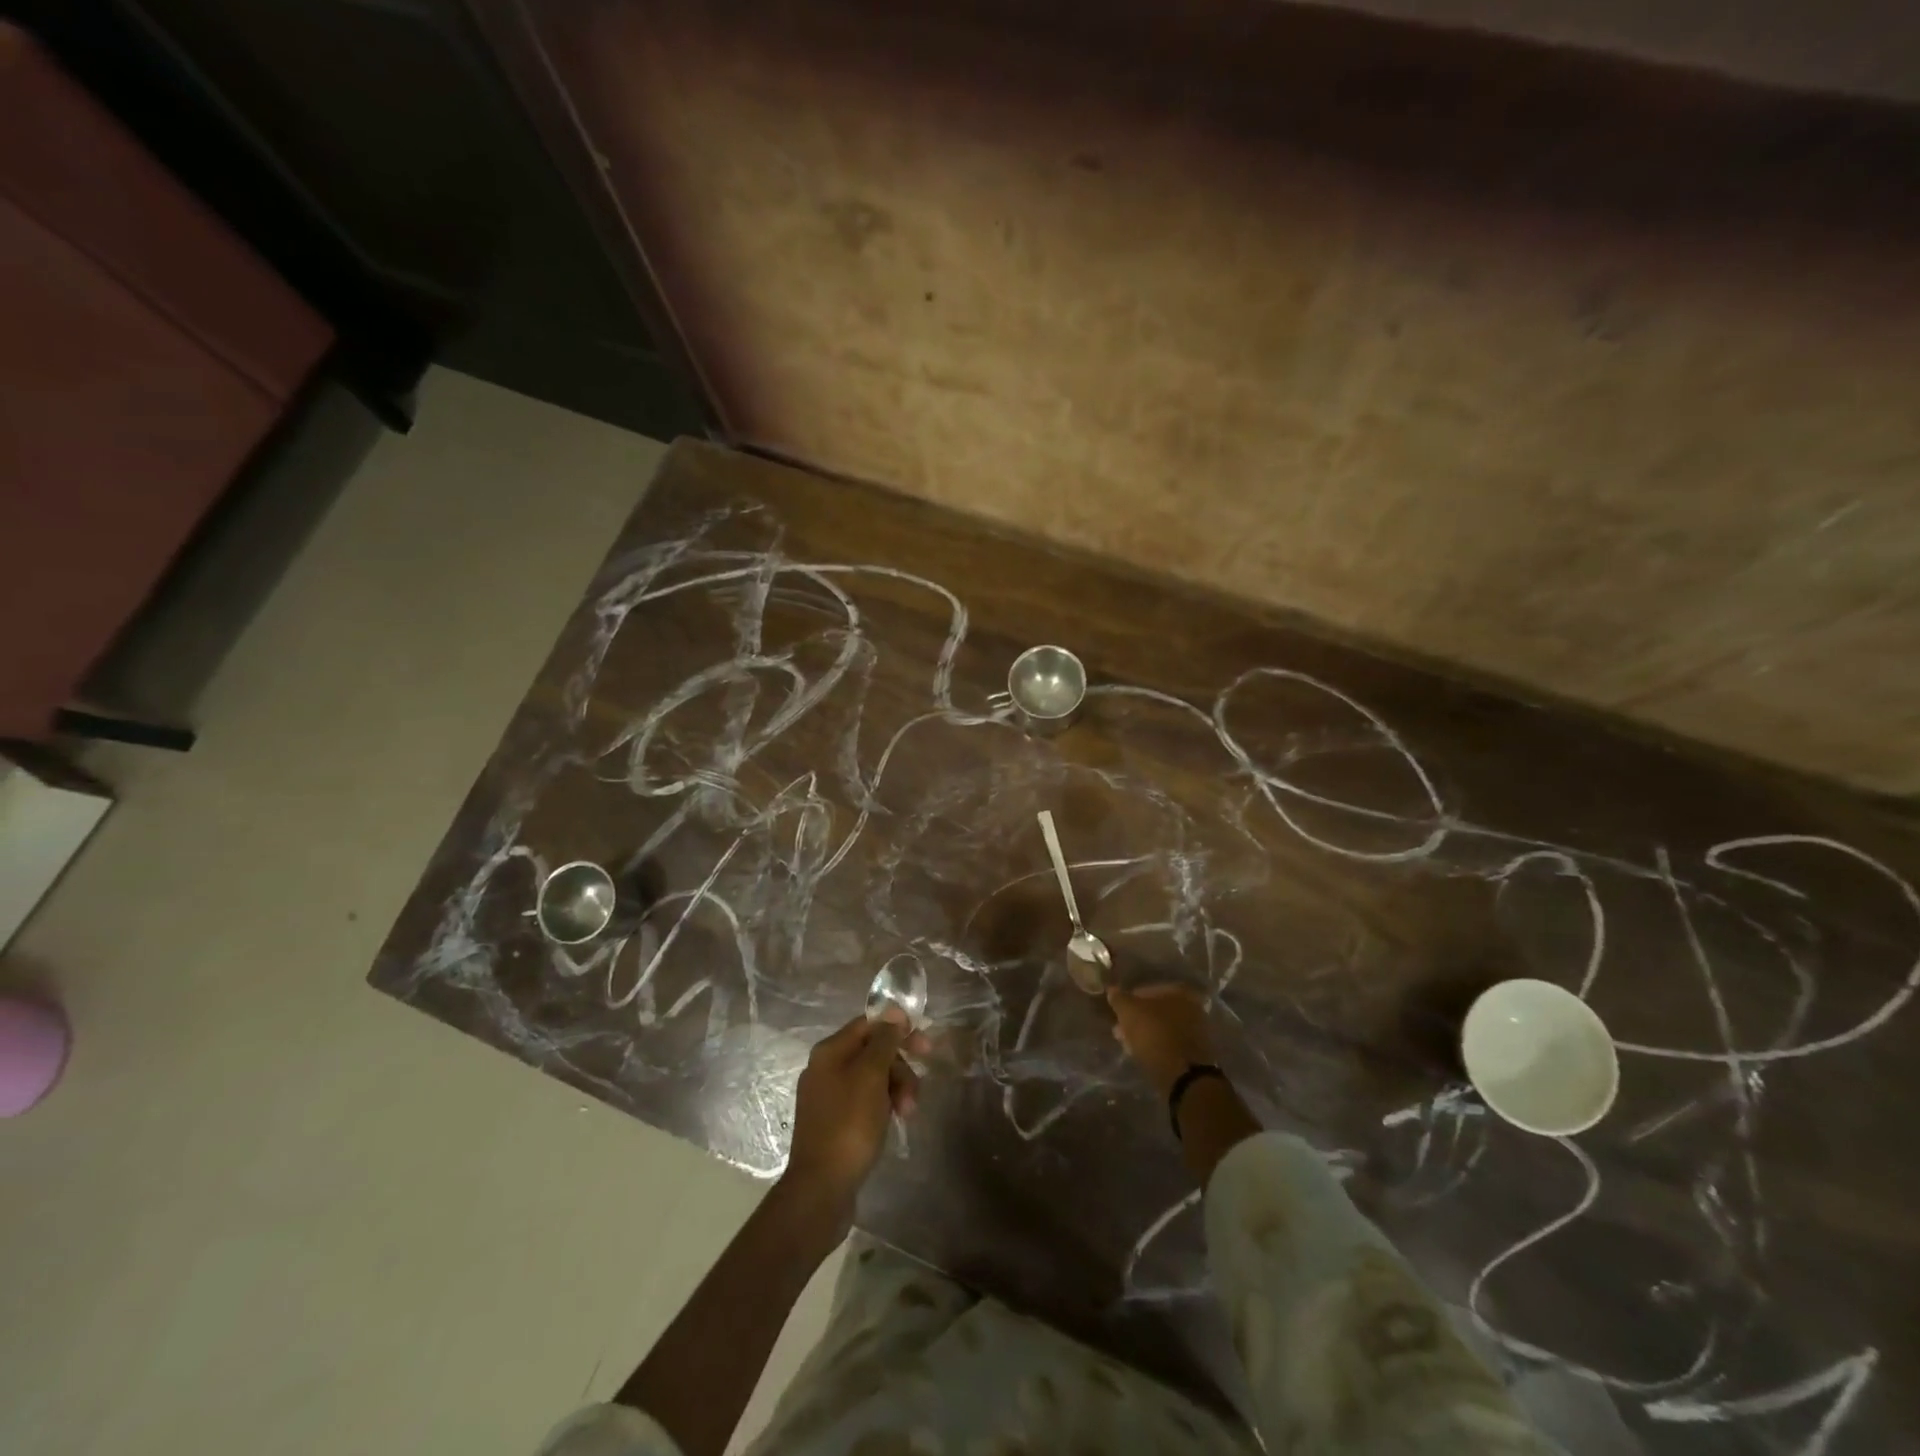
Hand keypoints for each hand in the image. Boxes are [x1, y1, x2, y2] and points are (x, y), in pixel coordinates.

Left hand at [782, 1007, 929, 1217]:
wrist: (822, 1187)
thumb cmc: (849, 1124)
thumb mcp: (871, 1076)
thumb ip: (884, 1041)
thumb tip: (893, 1011)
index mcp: (830, 1051)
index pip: (869, 1024)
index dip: (898, 1030)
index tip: (925, 1046)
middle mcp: (825, 1068)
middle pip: (873, 1052)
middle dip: (899, 1068)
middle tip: (916, 1091)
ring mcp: (828, 1096)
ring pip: (872, 1078)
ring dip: (895, 1089)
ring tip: (908, 1114)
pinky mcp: (834, 1122)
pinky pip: (865, 1101)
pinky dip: (883, 1106)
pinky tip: (894, 1122)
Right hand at [1107, 982, 1214, 1095]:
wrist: (1183, 1075)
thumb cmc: (1155, 1034)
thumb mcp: (1129, 1012)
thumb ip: (1119, 999)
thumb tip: (1112, 990)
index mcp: (1178, 991)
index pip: (1148, 990)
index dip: (1130, 1001)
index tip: (1119, 1013)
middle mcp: (1192, 1006)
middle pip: (1157, 1010)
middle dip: (1138, 1019)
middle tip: (1121, 1030)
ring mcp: (1197, 1029)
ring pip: (1163, 1027)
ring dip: (1146, 1033)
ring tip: (1129, 1045)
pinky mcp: (1197, 1051)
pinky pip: (1171, 1043)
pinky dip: (1158, 1046)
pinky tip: (1144, 1054)